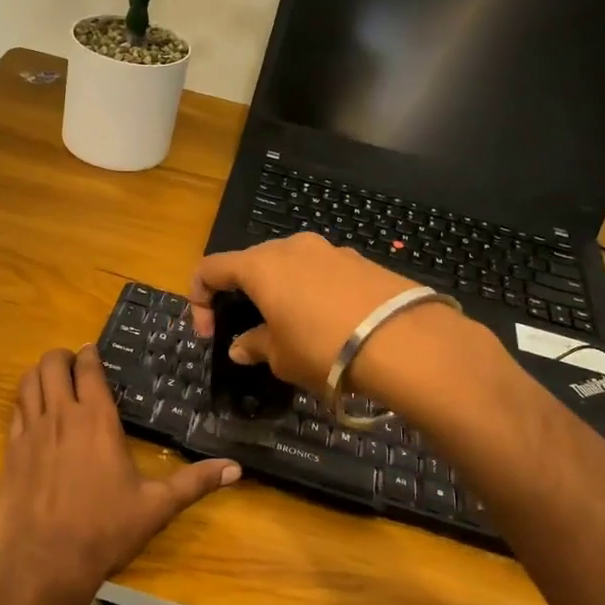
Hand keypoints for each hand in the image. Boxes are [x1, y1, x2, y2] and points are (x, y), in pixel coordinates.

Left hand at [0, 347, 239, 604]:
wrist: (45, 564)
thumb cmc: (105, 530)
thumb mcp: (156, 506)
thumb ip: (195, 482)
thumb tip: (237, 468)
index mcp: (96, 419)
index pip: (88, 369)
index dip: (88, 355)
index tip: (92, 352)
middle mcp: (60, 416)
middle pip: (51, 365)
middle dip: (61, 358)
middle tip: (72, 365)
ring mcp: (29, 433)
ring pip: (27, 383)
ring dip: (38, 375)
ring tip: (49, 381)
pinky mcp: (9, 453)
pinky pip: (13, 413)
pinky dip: (22, 404)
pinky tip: (31, 415)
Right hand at [188, 232, 430, 392]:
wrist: (405, 341)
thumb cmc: (324, 348)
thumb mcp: (281, 357)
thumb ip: (255, 346)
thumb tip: (241, 347)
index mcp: (261, 266)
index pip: (210, 268)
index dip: (199, 300)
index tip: (209, 334)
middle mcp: (292, 247)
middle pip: (251, 264)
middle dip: (243, 295)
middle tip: (251, 331)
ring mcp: (330, 250)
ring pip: (290, 267)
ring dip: (281, 294)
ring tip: (295, 330)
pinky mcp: (361, 261)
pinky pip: (323, 274)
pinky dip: (314, 294)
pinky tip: (331, 325)